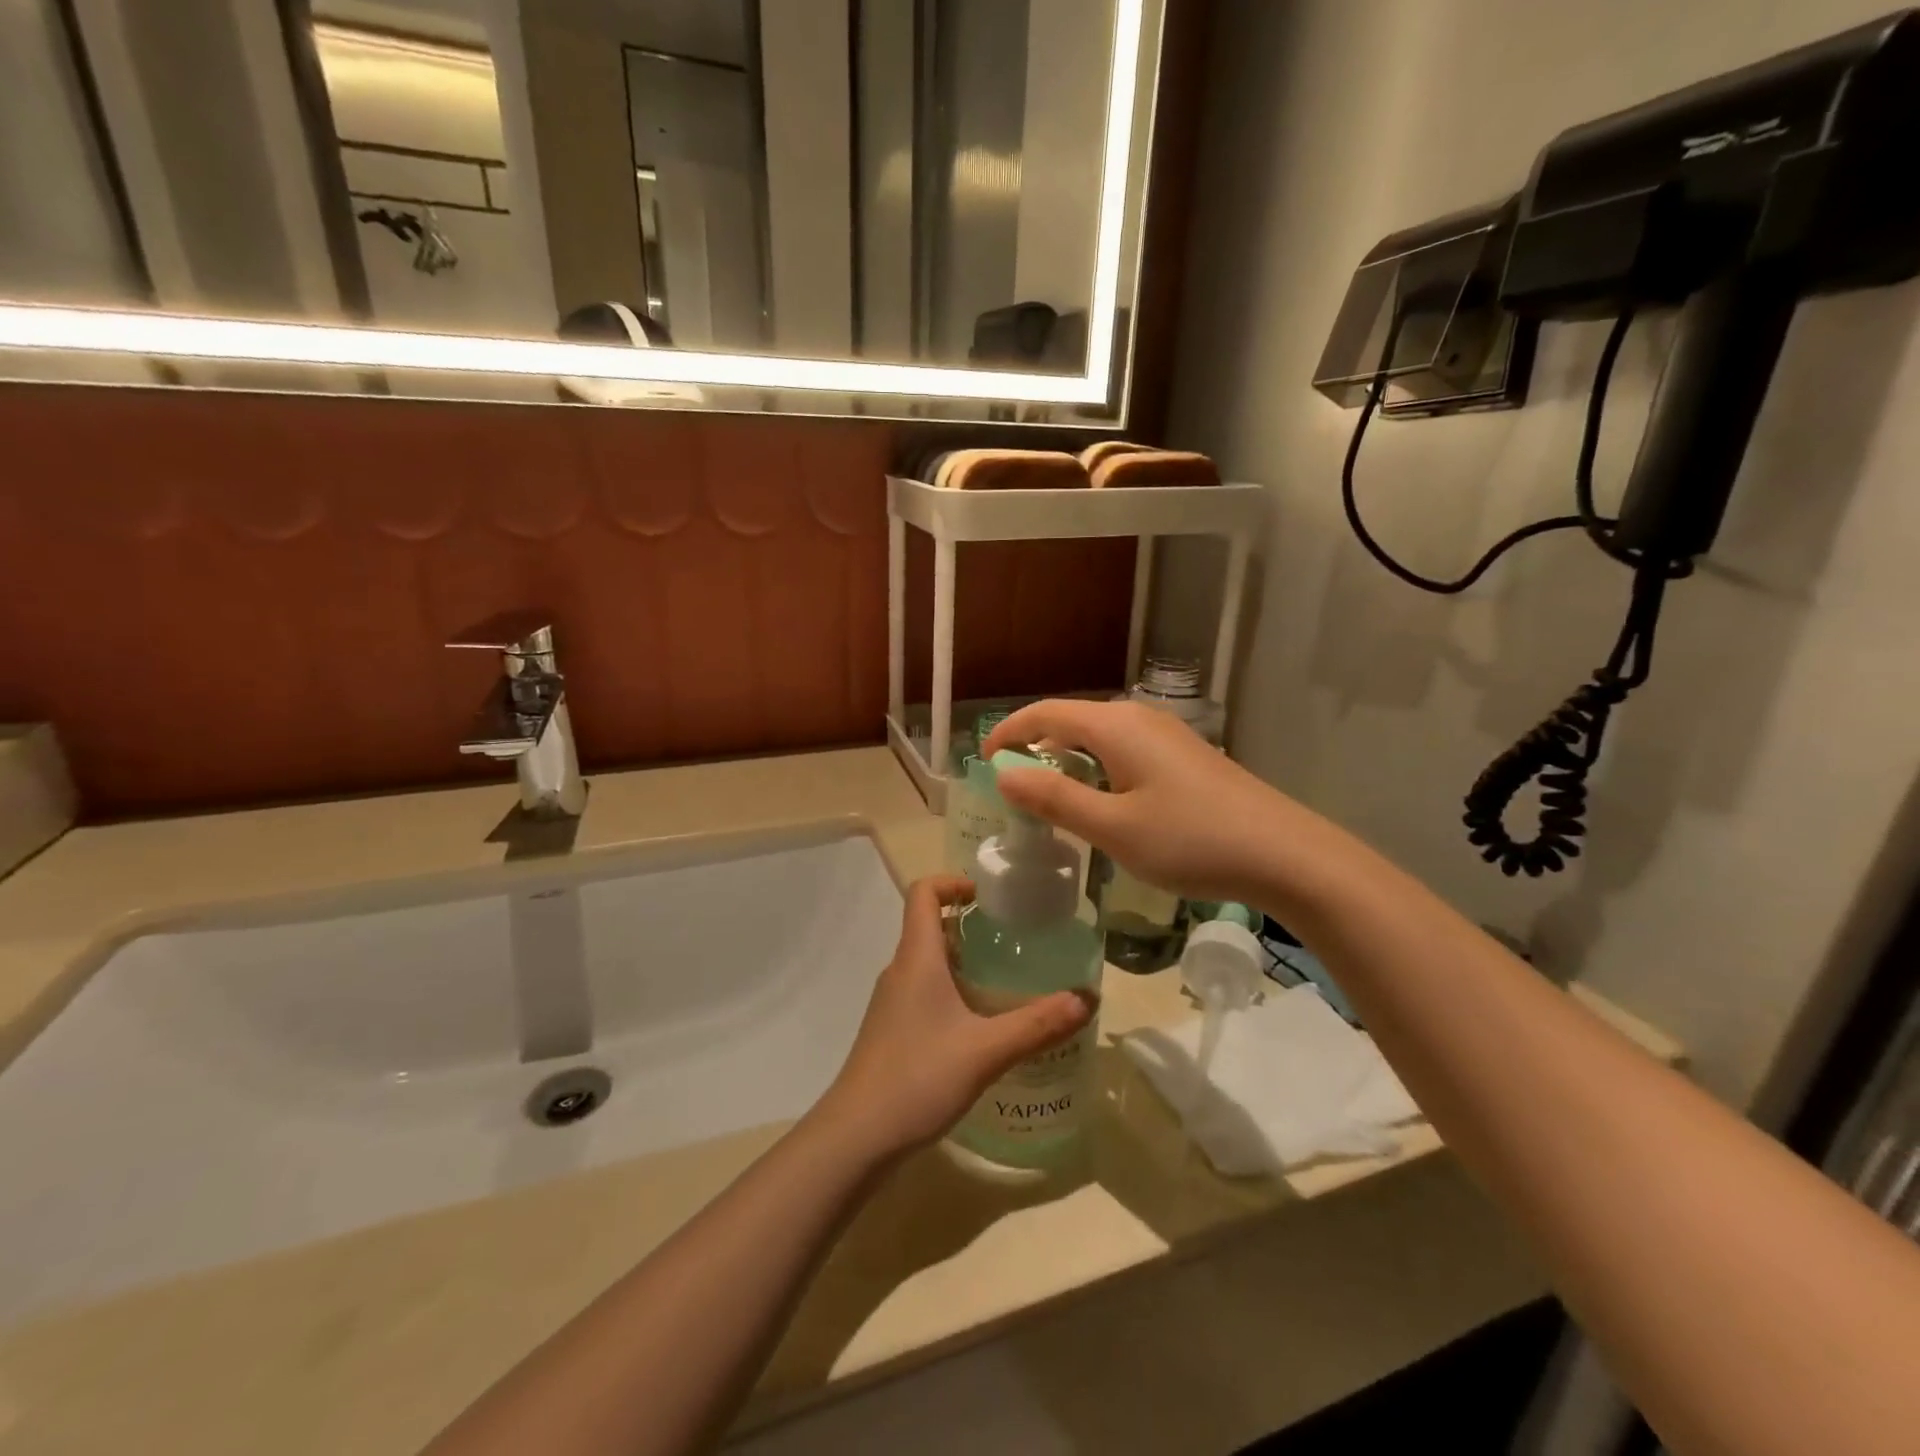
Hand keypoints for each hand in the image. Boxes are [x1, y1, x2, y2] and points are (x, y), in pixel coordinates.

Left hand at [818, 877, 1092, 1160]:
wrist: (857, 1136)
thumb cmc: (918, 1077)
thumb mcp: (986, 1051)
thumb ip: (1038, 1024)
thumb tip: (1086, 998)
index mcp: (916, 958)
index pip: (923, 893)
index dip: (952, 882)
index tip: (987, 897)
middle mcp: (899, 971)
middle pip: (929, 927)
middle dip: (970, 926)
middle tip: (1013, 942)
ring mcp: (891, 1003)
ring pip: (927, 963)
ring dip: (962, 962)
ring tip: (1005, 982)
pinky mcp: (891, 1031)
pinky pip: (923, 992)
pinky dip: (951, 992)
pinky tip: (979, 1026)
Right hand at [984, 698, 1320, 907]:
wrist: (1284, 854)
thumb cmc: (1190, 840)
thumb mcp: (1112, 827)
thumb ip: (1054, 798)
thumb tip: (1004, 774)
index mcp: (1115, 726)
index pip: (1044, 713)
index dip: (1008, 733)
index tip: (982, 761)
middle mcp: (1138, 718)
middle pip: (1071, 721)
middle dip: (1035, 748)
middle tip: (1013, 788)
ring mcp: (1166, 736)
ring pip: (1098, 738)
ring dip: (1067, 761)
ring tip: (1049, 799)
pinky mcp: (1184, 756)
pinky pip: (1123, 752)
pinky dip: (1096, 769)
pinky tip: (1102, 803)